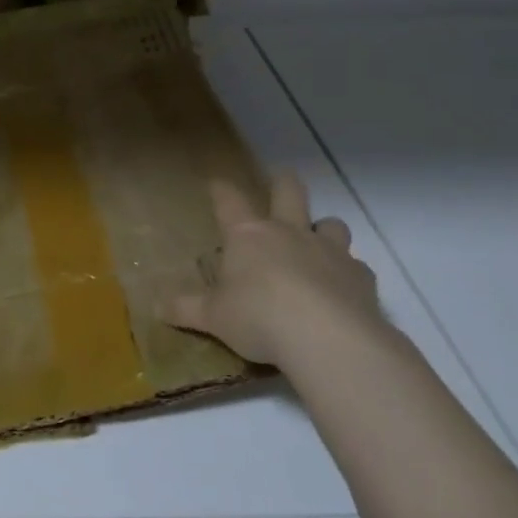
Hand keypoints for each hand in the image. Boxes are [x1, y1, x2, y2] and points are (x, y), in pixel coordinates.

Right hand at [157, 171, 380, 369]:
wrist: (325, 337)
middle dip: (283, 182)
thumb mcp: (213, 317)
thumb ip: (187, 309)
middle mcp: (289, 233)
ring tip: (319, 241)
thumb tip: (156, 307)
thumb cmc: (258, 317)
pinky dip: (349, 274)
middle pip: (289, 191)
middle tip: (281, 180)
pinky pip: (357, 266)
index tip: (216, 181)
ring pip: (331, 223)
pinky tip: (344, 290)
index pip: (229, 201)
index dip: (221, 189)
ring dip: (324, 228)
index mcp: (248, 236)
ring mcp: (329, 251)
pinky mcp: (361, 277)